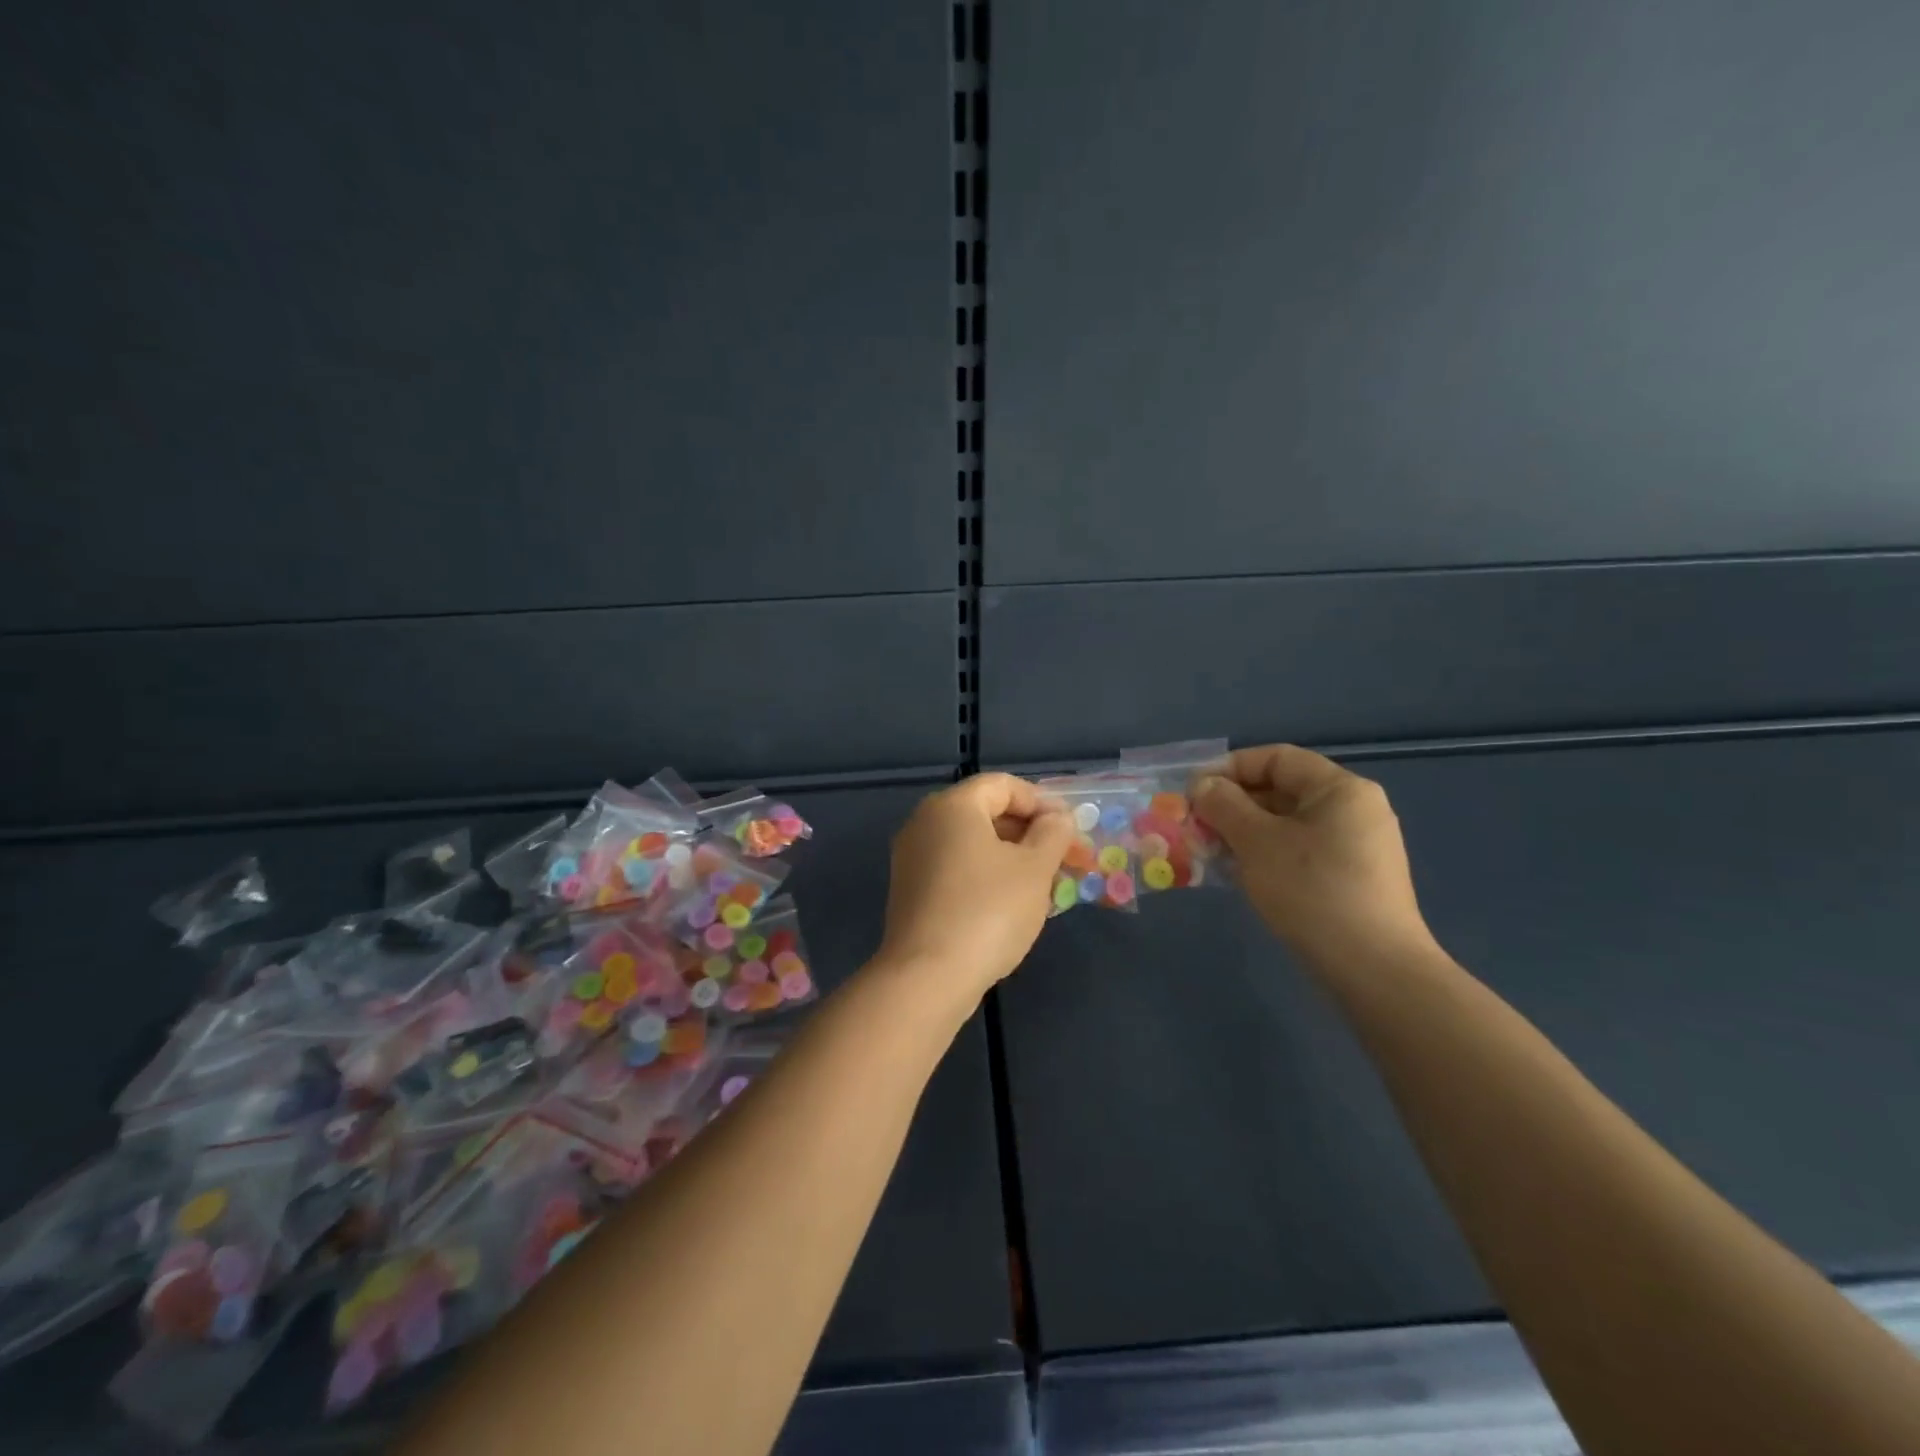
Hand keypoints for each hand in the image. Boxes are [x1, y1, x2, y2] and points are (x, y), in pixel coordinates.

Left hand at [878, 774, 1075, 1003]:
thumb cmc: (987, 911)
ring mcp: (912, 858)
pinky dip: (987, 877)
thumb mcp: (1034, 868)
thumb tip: (1057, 818)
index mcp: (951, 806)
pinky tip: (1013, 905)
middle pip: (986, 813)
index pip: (1003, 785)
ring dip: (1013, 857)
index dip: (1042, 802)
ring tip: (1047, 886)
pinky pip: (957, 869)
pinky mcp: (911, 891)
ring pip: (973, 845)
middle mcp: (924, 823)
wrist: (927, 977)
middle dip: (1031, 833)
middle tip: (1065, 860)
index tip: (1071, 831)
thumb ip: (1053, 833)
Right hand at [1193, 744, 1435, 970]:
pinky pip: (1299, 852)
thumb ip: (1225, 805)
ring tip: (1208, 849)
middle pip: (1282, 790)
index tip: (1193, 790)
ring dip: (1243, 832)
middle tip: (1195, 823)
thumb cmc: (1312, 891)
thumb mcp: (1257, 841)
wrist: (1373, 970)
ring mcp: (1356, 847)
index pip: (1277, 758)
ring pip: (1287, 825)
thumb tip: (1204, 785)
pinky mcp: (1351, 880)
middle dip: (1233, 804)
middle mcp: (1354, 810)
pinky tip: (1237, 874)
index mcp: (1340, 789)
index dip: (1230, 767)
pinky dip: (1265, 854)